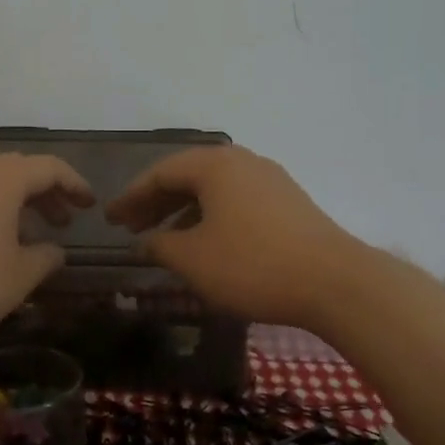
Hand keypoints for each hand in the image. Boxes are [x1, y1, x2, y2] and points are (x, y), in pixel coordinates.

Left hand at [0, 154, 94, 337]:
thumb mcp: (20, 275)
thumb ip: (46, 257)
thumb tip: (54, 250)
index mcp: (3, 179)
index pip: (50, 168)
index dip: (74, 185)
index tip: (89, 205)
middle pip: (18, 171)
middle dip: (45, 193)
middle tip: (62, 221)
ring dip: (15, 203)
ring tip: (29, 234)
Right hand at [105, 145, 371, 330]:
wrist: (334, 282)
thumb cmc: (252, 265)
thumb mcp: (193, 260)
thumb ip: (159, 246)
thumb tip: (144, 242)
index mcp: (214, 165)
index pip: (160, 173)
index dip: (130, 197)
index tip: (109, 219)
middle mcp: (242, 162)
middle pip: (187, 176)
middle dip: (155, 202)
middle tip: (130, 227)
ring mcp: (270, 179)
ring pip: (213, 189)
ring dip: (183, 210)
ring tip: (164, 238)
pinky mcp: (288, 202)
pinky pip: (236, 200)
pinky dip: (211, 216)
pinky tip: (206, 243)